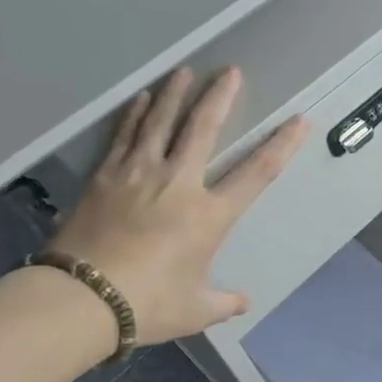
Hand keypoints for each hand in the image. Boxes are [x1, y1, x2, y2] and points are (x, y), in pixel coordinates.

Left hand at [48, 67, 307, 345]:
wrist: (82, 299)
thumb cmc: (148, 304)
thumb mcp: (195, 310)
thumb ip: (223, 303)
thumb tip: (243, 303)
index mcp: (209, 215)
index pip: (257, 173)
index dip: (282, 145)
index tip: (298, 121)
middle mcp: (179, 184)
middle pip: (203, 129)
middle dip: (220, 97)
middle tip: (230, 71)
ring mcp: (139, 174)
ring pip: (160, 122)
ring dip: (175, 94)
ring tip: (184, 71)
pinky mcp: (106, 176)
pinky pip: (124, 136)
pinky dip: (134, 115)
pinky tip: (140, 99)